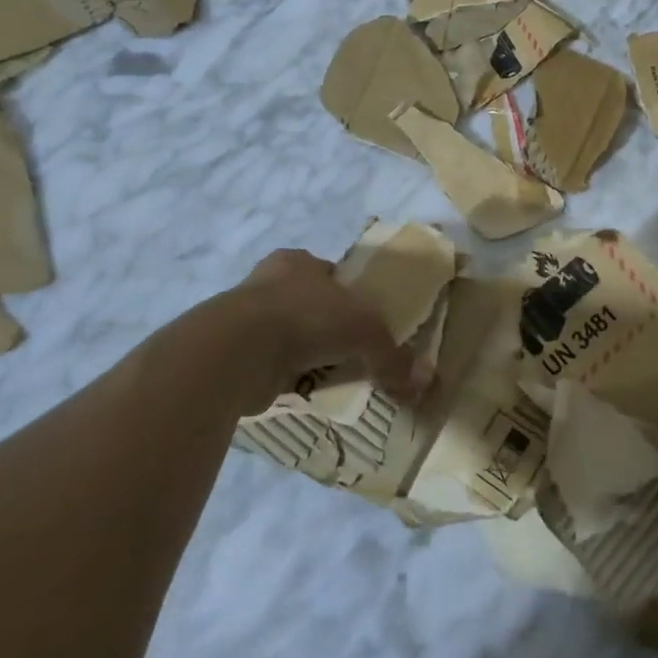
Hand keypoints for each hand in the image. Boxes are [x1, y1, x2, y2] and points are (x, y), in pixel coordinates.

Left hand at [214, 249, 422, 415]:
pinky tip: (302, 395)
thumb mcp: (366, 332)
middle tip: (352, 356)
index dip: (350, 297)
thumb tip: (424, 381)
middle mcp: (268, 282)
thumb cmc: (306, 318)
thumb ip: (394, 356)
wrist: (237, 351)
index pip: (330, 275)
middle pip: (309, 306)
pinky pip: (270, 367)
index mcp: (297, 262)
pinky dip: (285, 380)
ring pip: (289, 338)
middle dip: (328, 331)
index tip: (366, 325)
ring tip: (330, 380)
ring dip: (306, 357)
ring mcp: (245, 318)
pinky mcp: (232, 353)